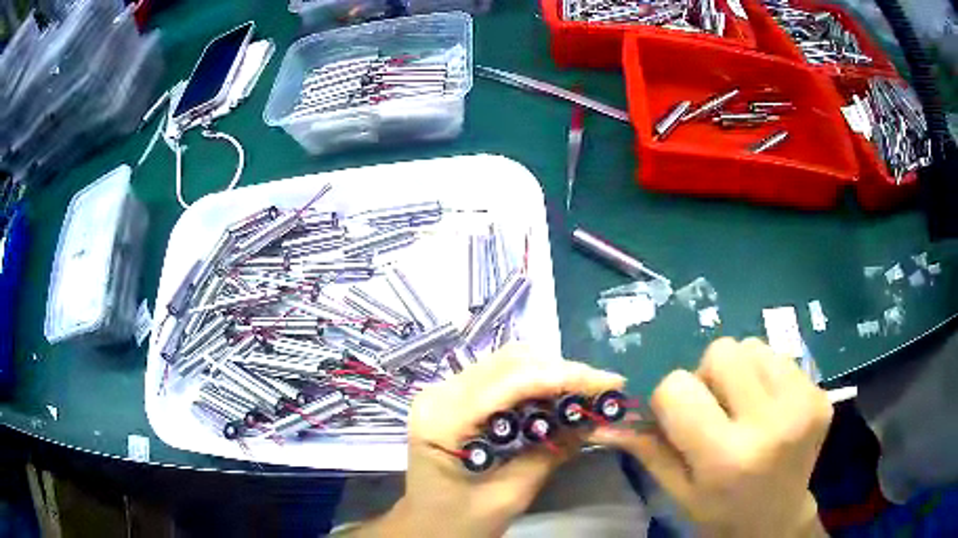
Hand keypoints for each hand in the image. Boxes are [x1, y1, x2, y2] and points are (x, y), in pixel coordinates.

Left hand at [362, 345, 624, 537]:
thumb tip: (594, 420)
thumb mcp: (508, 496)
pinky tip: (558, 396)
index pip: (510, 382)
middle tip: (603, 389)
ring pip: (507, 361)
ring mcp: (444, 391)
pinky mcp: (455, 397)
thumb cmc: (459, 522)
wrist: (425, 527)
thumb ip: (549, 455)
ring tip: (586, 392)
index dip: (565, 376)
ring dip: (551, 372)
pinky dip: (536, 380)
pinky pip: (501, 375)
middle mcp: (439, 394)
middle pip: (510, 361)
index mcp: (442, 420)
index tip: (610, 383)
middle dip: (563, 371)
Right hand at [591, 338, 832, 537]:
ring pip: (752, 346)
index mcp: (726, 457)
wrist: (779, 518)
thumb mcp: (678, 491)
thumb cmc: (721, 510)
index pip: (677, 388)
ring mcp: (802, 403)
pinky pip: (779, 355)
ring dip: (740, 371)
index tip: (680, 420)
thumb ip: (648, 450)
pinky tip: (770, 407)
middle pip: (721, 352)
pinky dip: (767, 374)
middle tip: (717, 409)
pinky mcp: (821, 392)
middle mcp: (770, 424)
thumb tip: (608, 420)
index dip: (669, 400)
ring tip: (745, 407)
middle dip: (708, 376)